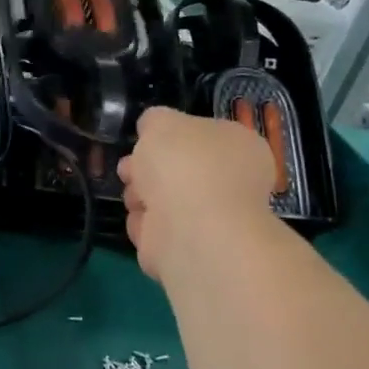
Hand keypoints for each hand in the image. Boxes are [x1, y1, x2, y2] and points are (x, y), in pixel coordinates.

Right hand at [117, 108, 277, 287]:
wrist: (191, 228)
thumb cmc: (183, 165)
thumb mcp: (161, 122)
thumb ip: (155, 119)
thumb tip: (152, 127)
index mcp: (238, 147)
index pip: (201, 137)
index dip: (168, 138)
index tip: (145, 142)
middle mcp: (231, 182)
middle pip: (177, 171)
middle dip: (145, 170)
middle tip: (129, 171)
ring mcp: (211, 218)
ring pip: (161, 202)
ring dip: (140, 198)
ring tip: (137, 199)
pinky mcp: (190, 248)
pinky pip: (156, 231)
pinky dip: (145, 227)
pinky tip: (146, 225)